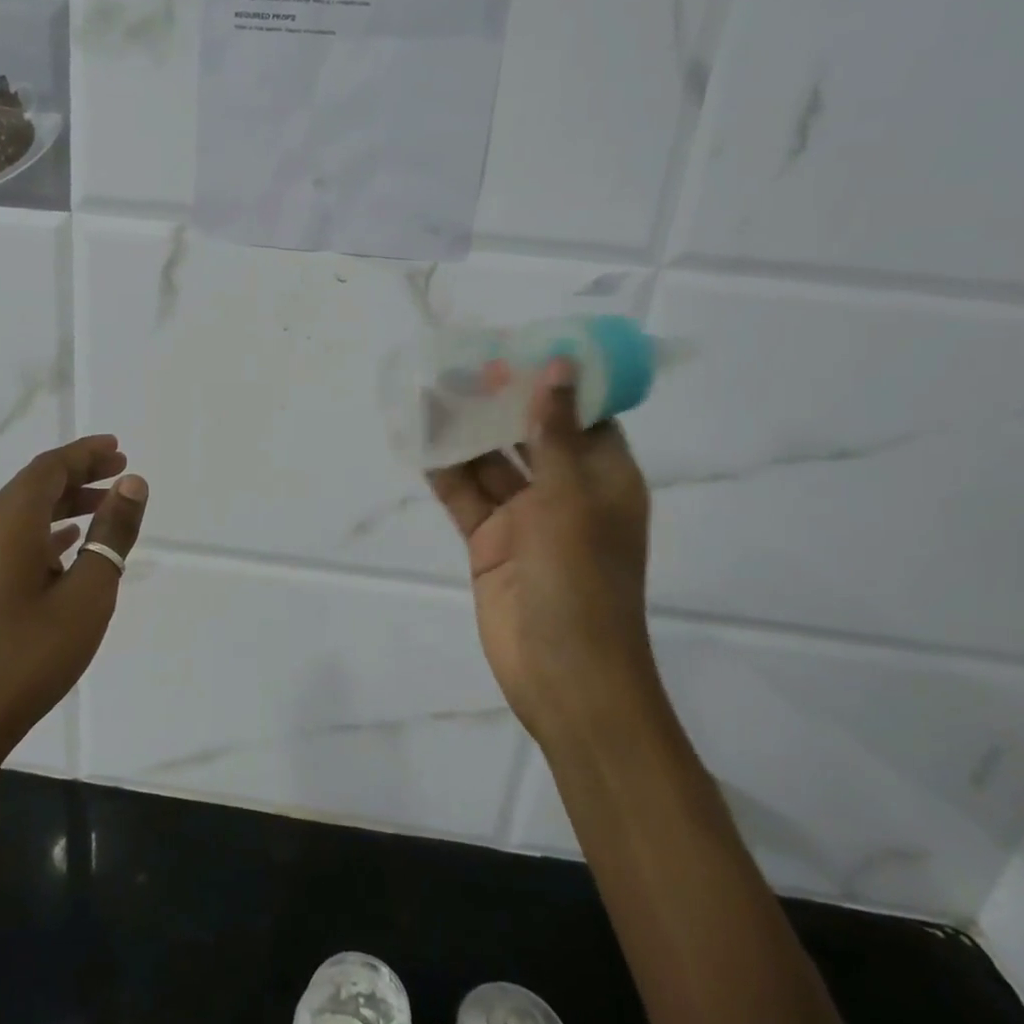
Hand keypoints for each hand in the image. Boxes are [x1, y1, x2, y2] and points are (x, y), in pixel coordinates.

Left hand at [0, 435, 147, 769]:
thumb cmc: (31, 656)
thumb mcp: (88, 594)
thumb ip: (112, 535)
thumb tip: (132, 484)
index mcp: (7, 524)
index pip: (49, 468)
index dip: (85, 454)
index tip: (119, 449)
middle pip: (33, 485)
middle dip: (78, 474)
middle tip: (120, 472)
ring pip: (21, 512)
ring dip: (63, 503)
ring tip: (105, 507)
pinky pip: (10, 538)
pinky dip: (44, 530)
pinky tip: (68, 546)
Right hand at [427, 360, 653, 746]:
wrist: (563, 677)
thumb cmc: (582, 583)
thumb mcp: (571, 501)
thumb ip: (555, 434)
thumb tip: (557, 367)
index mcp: (604, 478)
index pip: (583, 416)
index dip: (555, 381)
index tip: (520, 346)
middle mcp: (566, 493)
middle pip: (530, 434)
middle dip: (499, 402)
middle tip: (461, 363)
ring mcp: (525, 520)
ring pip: (491, 464)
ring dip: (465, 433)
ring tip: (430, 392)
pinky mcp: (489, 543)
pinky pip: (466, 497)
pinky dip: (445, 472)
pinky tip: (420, 442)